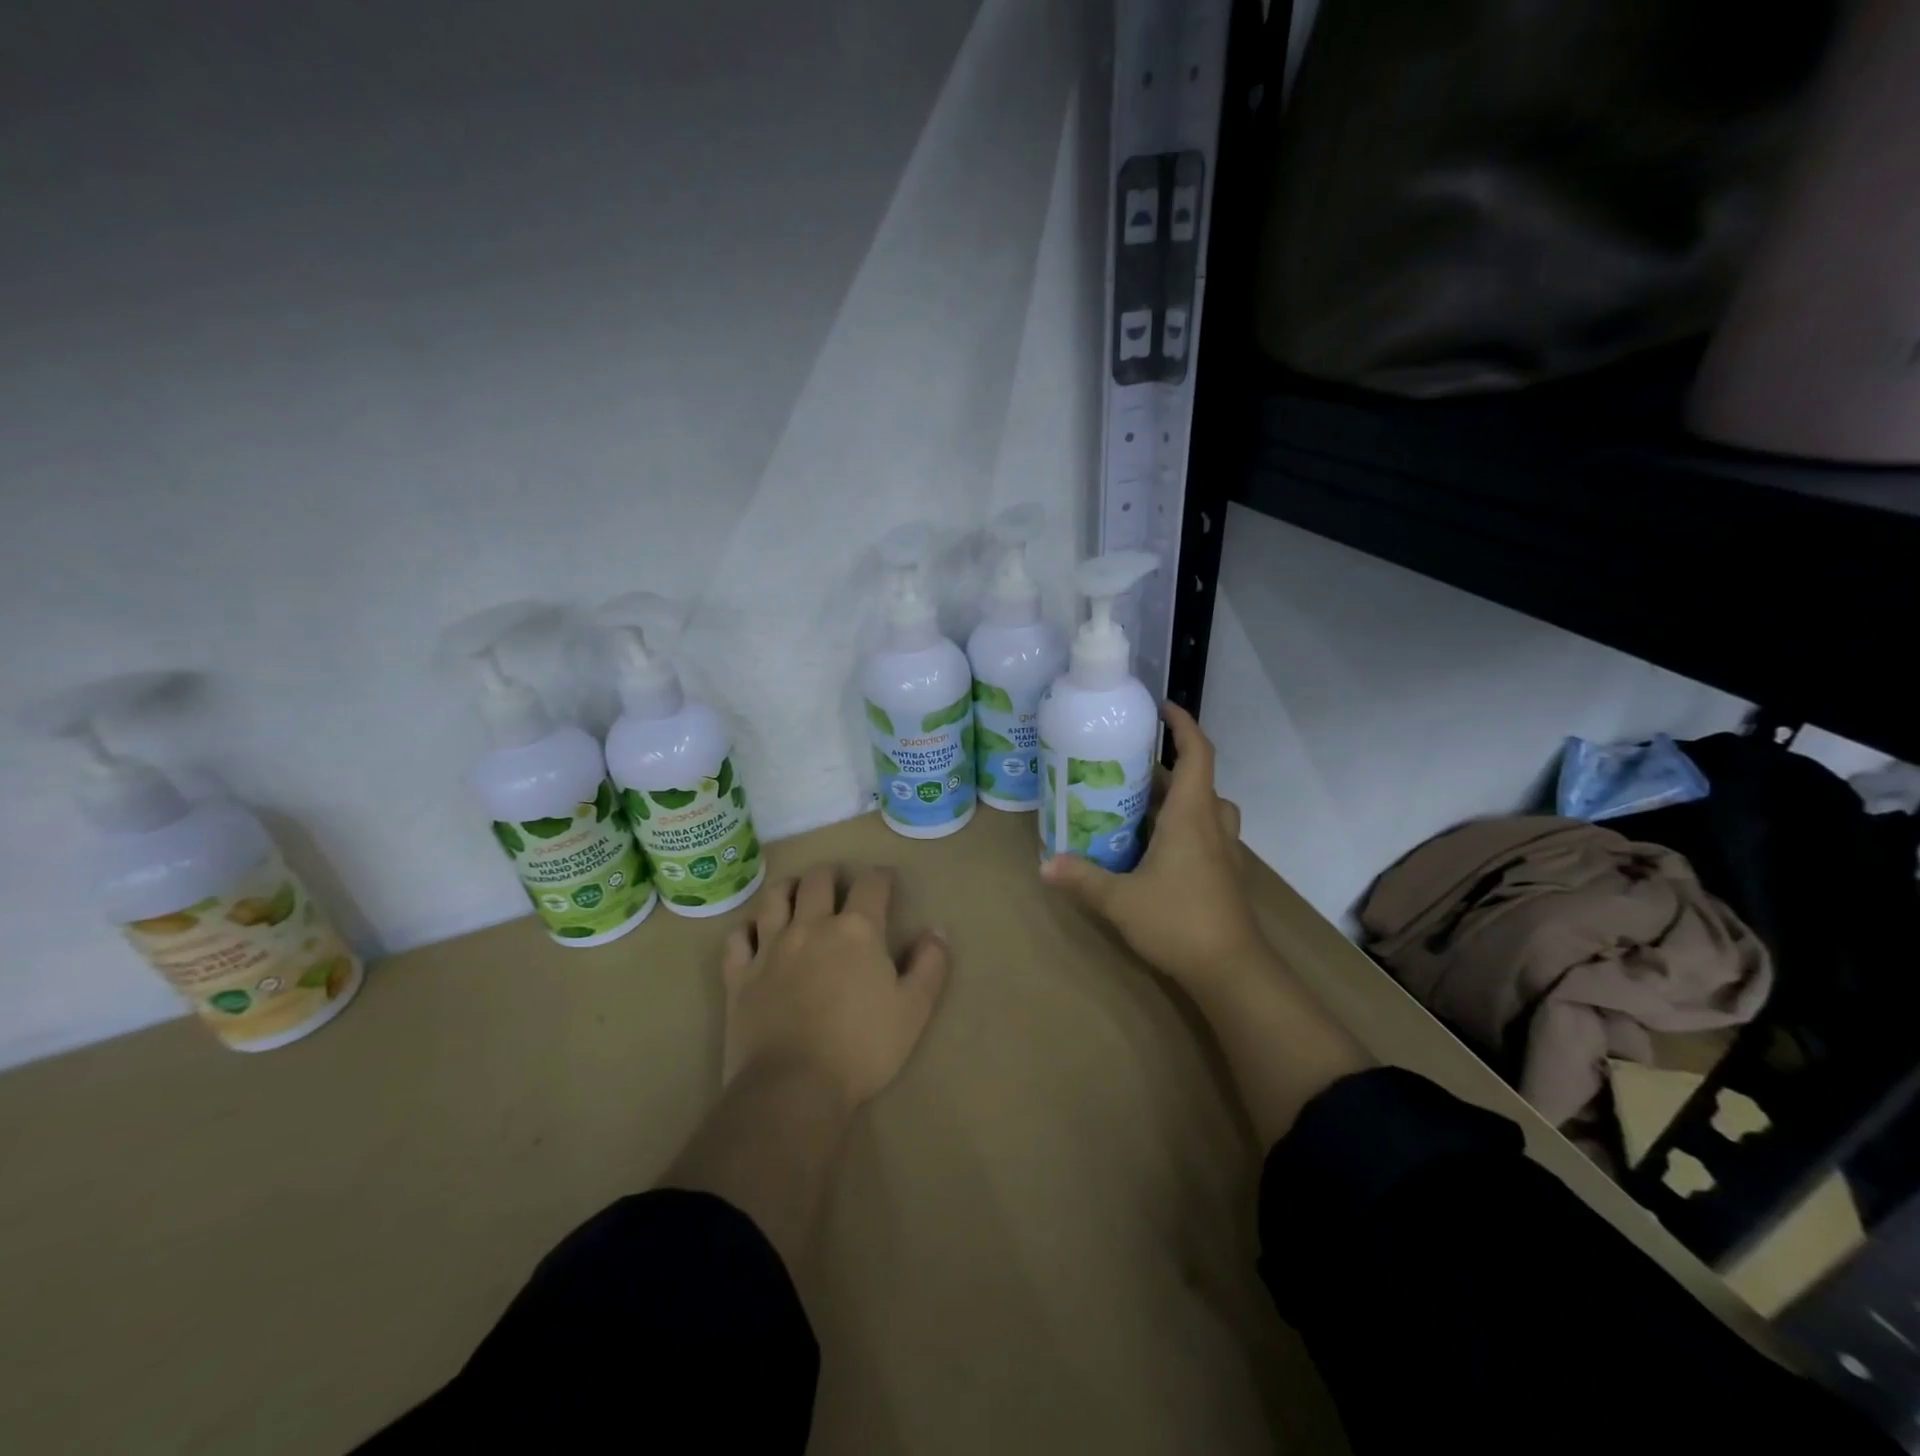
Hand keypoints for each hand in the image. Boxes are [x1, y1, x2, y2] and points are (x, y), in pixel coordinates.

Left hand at [720, 865, 949, 1109]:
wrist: (793, 1087)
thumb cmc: (862, 1048)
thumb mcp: (914, 1010)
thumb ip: (930, 965)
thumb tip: (936, 931)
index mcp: (857, 930)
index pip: (871, 884)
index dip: (881, 877)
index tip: (886, 881)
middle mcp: (812, 925)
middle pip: (818, 880)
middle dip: (832, 874)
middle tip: (839, 883)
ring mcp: (770, 947)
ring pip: (775, 897)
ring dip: (788, 888)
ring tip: (796, 893)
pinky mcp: (740, 974)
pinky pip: (738, 937)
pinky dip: (748, 929)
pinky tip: (755, 934)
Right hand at [1041, 701, 1269, 990]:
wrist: (1232, 970)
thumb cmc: (1178, 921)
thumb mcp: (1120, 899)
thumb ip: (1081, 879)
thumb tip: (1043, 864)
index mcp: (1191, 816)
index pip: (1197, 754)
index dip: (1184, 724)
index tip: (1162, 707)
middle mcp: (1213, 825)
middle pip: (1199, 779)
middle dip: (1169, 765)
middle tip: (1130, 765)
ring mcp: (1224, 851)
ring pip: (1207, 808)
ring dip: (1180, 797)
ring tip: (1143, 804)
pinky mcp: (1225, 874)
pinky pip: (1207, 834)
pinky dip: (1185, 827)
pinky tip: (1157, 849)